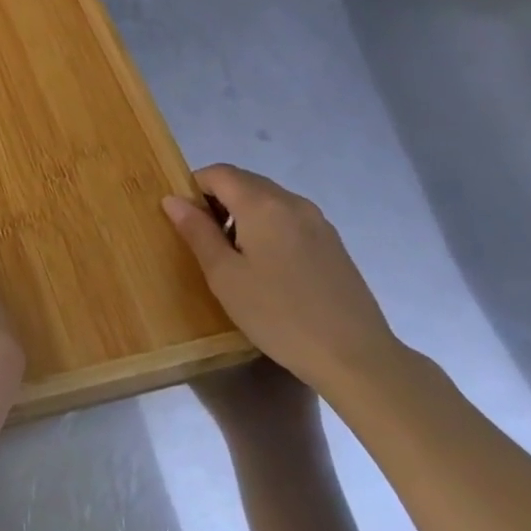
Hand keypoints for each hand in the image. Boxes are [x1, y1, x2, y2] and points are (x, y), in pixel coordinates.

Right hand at [162, 165, 400, 398]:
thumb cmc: (279, 315)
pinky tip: (270, 271)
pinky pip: (289, 219)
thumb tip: (173, 199)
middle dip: (219, 201)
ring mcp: (318, 221)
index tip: (187, 222)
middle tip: (207, 243)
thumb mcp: (225, 276)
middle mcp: (292, 201)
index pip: (218, 173)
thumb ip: (197, 232)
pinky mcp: (333, 243)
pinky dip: (269, 229)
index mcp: (262, 204)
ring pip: (268, 201)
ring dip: (244, 216)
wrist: (357, 358)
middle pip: (244, 182)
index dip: (194, 188)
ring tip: (238, 260)